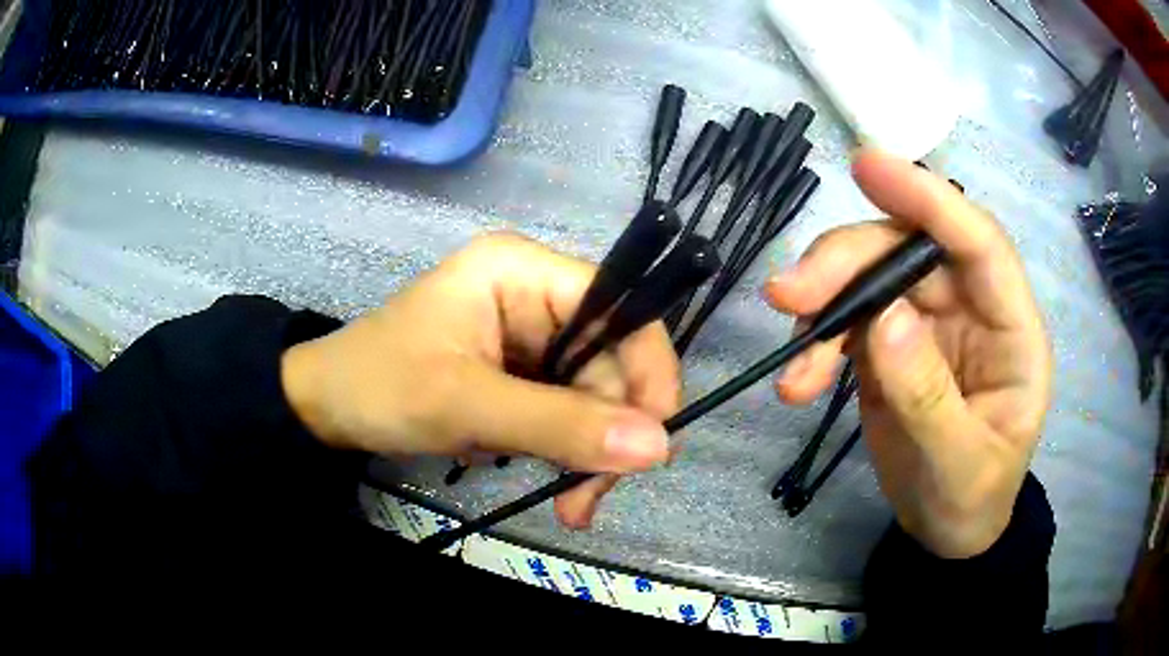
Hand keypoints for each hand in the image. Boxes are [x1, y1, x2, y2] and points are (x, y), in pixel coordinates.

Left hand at [281, 234, 678, 529]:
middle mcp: (536, 295)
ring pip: (595, 394)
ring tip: (572, 506)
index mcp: (522, 271)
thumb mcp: (466, 405)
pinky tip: (561, 487)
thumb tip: (658, 446)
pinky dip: (570, 453)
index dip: (647, 369)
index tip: (654, 441)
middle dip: (609, 433)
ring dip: (591, 453)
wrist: (327, 408)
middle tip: (590, 497)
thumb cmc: (381, 386)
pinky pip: (569, 410)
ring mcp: (531, 335)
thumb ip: (560, 425)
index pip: (618, 308)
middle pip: (611, 360)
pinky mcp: (523, 372)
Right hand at [766, 150, 1051, 557]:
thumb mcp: (959, 466)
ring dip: (824, 304)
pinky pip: (849, 322)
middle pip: (909, 252)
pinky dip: (818, 343)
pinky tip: (798, 381)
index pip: (978, 243)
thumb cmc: (972, 502)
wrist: (947, 532)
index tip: (867, 166)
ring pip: (871, 279)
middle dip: (848, 263)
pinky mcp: (892, 346)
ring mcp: (928, 323)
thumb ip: (929, 396)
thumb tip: (883, 320)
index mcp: (1012, 329)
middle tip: (788, 294)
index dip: (928, 198)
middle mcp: (971, 308)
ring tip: (792, 358)